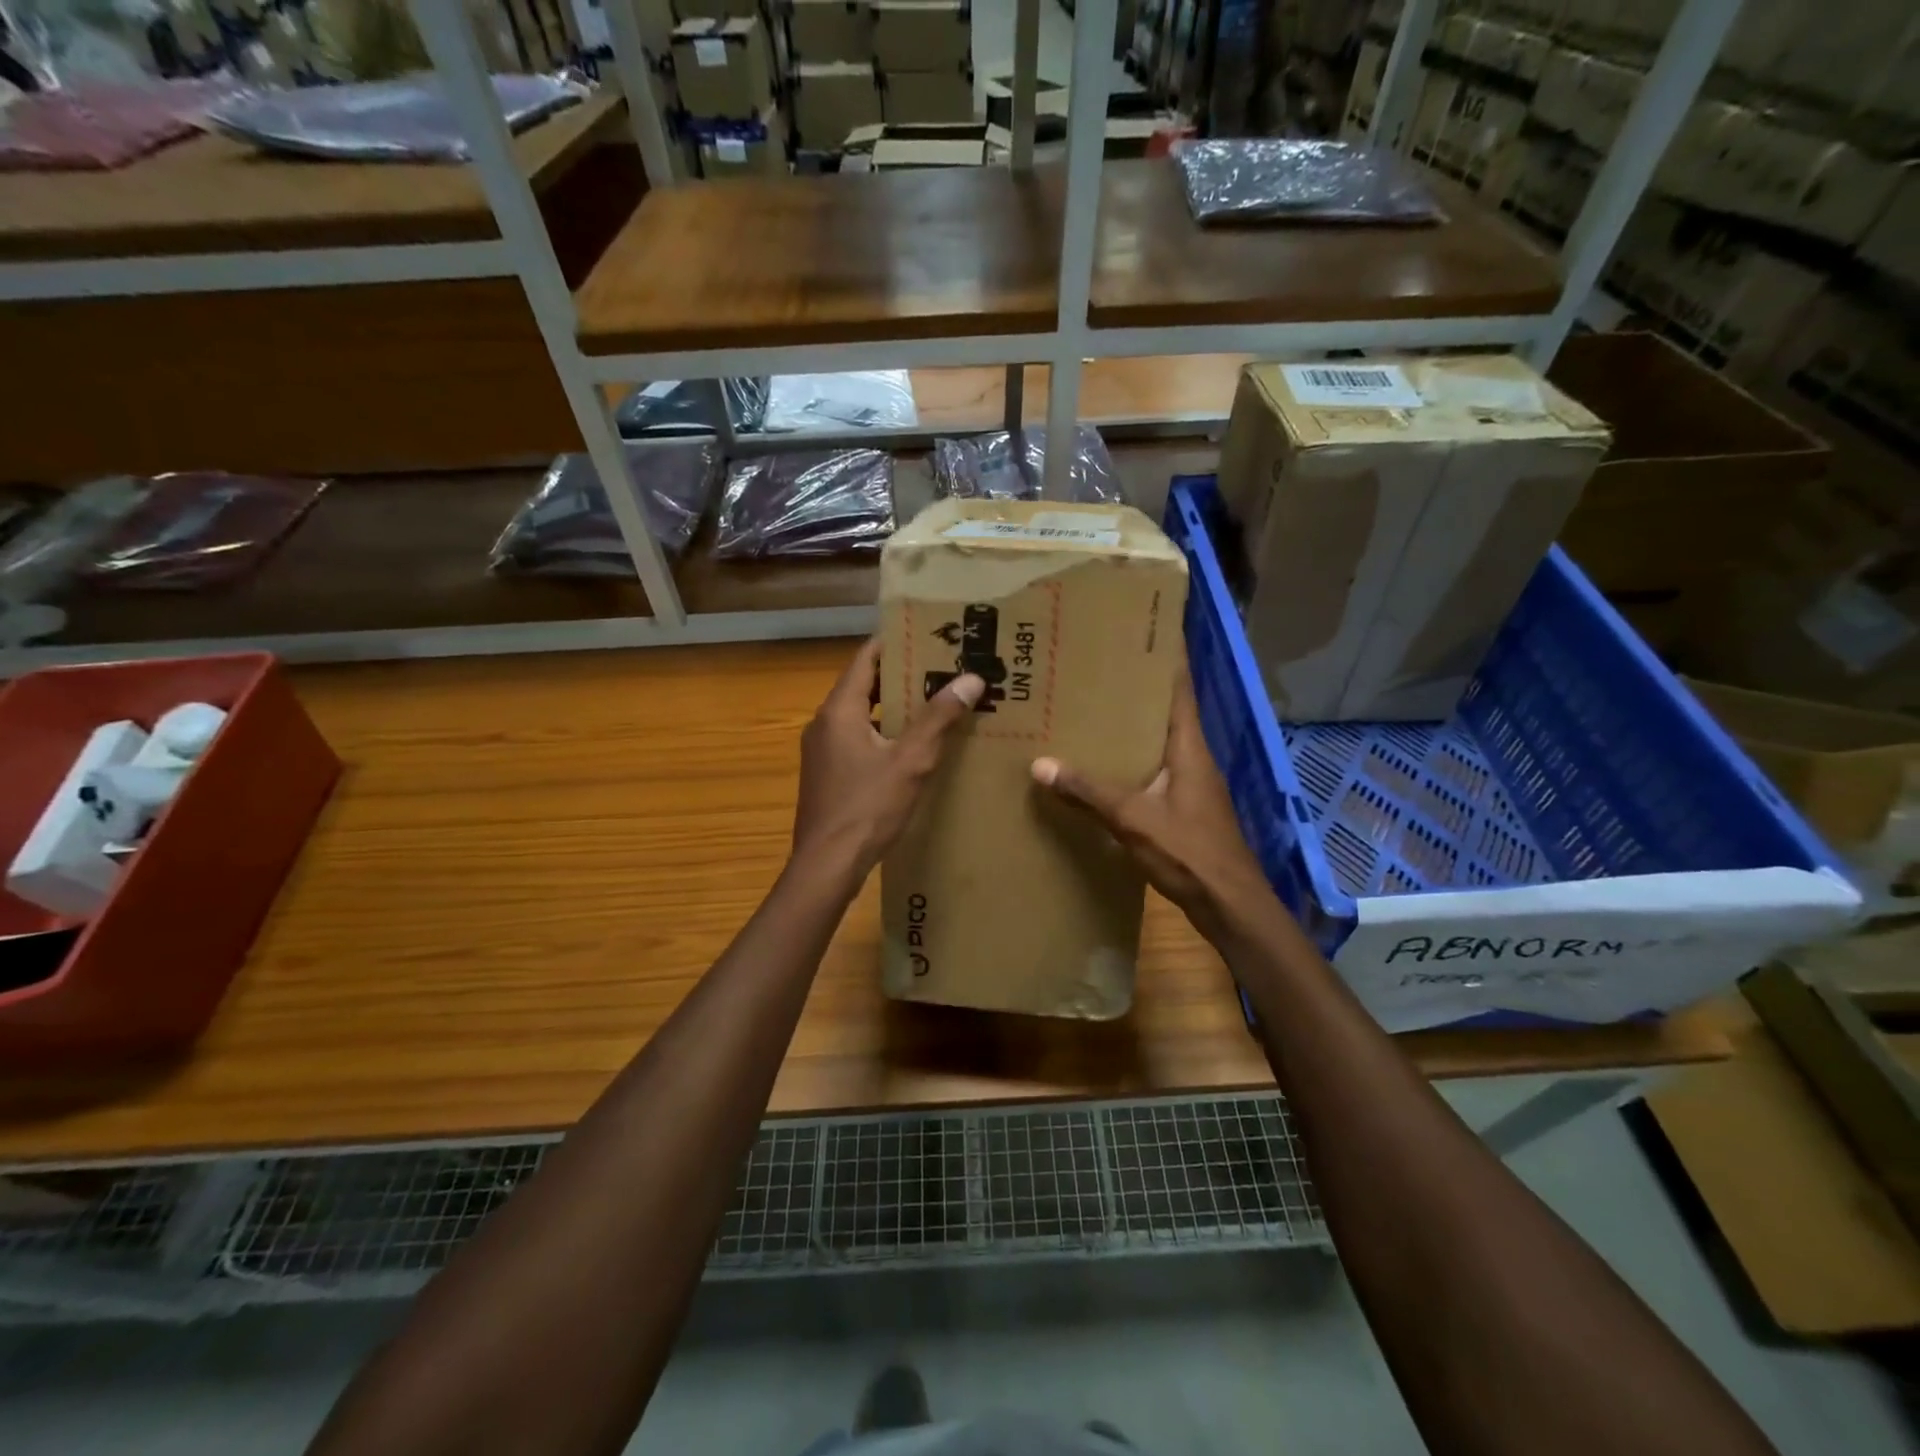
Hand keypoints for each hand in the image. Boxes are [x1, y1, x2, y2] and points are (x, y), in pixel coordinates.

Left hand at [793, 638, 982, 880]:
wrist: (827, 865)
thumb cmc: (868, 807)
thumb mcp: (911, 761)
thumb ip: (938, 718)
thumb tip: (971, 678)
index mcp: (840, 710)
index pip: (866, 658)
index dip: (896, 642)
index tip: (928, 634)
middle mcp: (825, 723)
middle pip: (865, 685)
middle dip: (902, 675)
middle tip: (943, 668)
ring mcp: (822, 751)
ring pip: (862, 715)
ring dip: (895, 707)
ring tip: (935, 703)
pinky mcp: (827, 775)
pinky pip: (857, 740)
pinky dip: (884, 734)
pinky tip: (913, 747)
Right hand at [1031, 673, 1273, 936]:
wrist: (1230, 905)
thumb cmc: (1190, 852)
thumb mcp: (1133, 819)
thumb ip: (1088, 791)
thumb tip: (1040, 764)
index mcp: (1189, 747)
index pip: (1179, 688)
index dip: (1166, 657)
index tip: (1144, 629)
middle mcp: (1192, 757)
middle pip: (1165, 711)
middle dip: (1136, 689)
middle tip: (1094, 668)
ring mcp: (1190, 783)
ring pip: (1157, 742)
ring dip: (1130, 726)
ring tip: (1089, 710)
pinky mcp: (1184, 807)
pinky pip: (1153, 770)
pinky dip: (1129, 760)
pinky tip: (1100, 766)